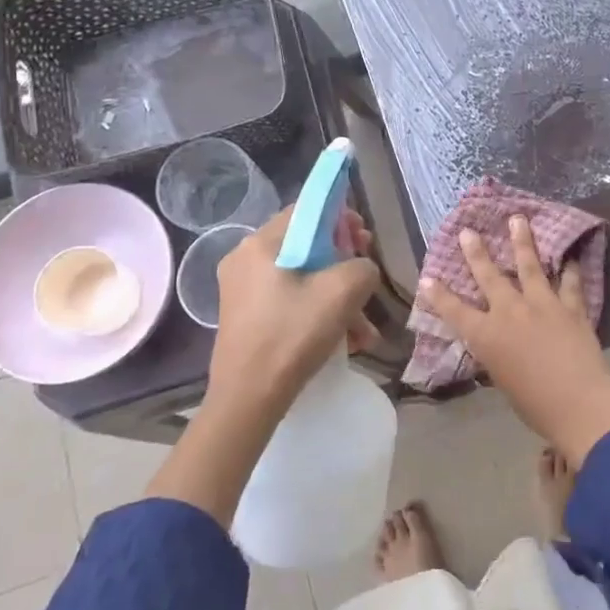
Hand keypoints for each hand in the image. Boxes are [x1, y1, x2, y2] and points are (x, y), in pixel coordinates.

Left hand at [209, 205, 381, 421]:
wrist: (248, 399)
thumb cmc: (292, 335)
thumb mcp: (342, 292)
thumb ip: (362, 266)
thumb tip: (361, 268)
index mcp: (260, 244)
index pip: (306, 210)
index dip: (340, 218)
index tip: (363, 240)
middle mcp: (245, 260)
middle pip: (305, 245)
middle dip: (343, 262)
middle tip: (366, 279)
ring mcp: (242, 290)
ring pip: (302, 278)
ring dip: (337, 297)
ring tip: (364, 328)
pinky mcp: (246, 316)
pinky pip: (290, 301)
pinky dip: (318, 313)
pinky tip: (346, 341)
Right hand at [419, 215, 609, 464]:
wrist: (578, 404)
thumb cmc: (535, 406)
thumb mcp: (503, 381)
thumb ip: (498, 358)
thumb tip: (499, 347)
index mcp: (487, 337)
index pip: (455, 312)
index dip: (439, 295)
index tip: (427, 278)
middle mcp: (510, 313)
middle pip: (489, 277)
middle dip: (476, 253)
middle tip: (468, 231)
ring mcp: (542, 305)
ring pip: (529, 266)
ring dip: (522, 241)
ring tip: (518, 219)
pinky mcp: (571, 308)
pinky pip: (570, 283)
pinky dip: (570, 270)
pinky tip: (570, 257)